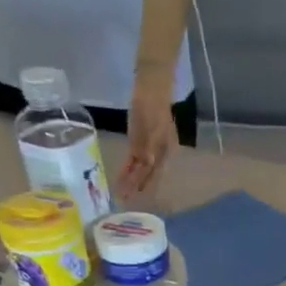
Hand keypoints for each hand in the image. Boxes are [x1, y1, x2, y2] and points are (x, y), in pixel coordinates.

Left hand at [119, 70, 178, 196]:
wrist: (152, 85)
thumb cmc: (150, 103)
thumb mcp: (149, 123)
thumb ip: (147, 144)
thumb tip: (148, 164)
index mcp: (163, 149)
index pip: (151, 173)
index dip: (140, 185)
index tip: (129, 197)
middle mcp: (159, 151)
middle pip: (147, 173)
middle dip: (136, 187)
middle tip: (123, 200)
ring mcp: (152, 145)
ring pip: (141, 167)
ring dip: (132, 179)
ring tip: (122, 191)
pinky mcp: (143, 138)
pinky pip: (136, 157)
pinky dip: (130, 166)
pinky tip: (125, 173)